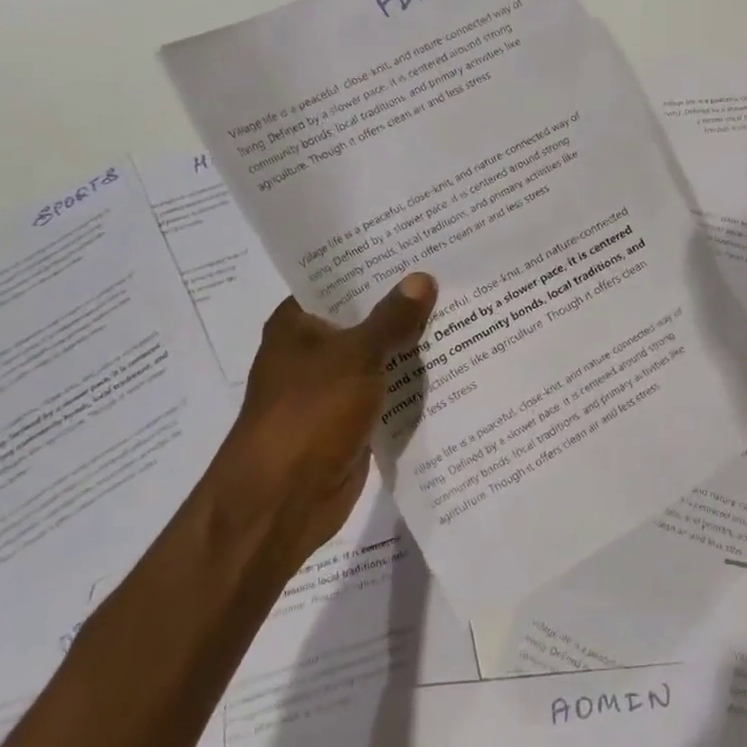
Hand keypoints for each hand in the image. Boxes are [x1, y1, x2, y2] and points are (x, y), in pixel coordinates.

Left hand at [211, 274, 436, 572]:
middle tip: (452, 274)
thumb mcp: (355, 357)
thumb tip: (423, 278)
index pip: (339, 280)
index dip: (375, 264)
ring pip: (379, 355)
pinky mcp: (352, 420)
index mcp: (298, 324)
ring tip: (464, 310)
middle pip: (364, 317)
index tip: (418, 245)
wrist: (283, 501)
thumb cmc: (308, 414)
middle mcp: (313, 351)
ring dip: (412, 343)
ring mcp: (333, 387)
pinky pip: (388, 390)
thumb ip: (392, 318)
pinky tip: (454, 362)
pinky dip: (412, 381)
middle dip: (403, 304)